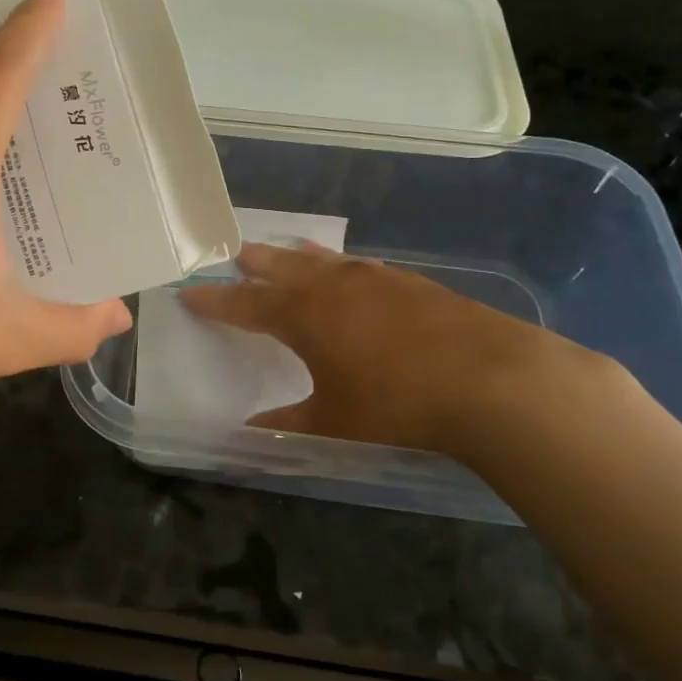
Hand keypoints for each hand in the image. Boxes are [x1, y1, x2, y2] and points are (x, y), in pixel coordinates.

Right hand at [179, 243, 621, 463]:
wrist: (492, 380)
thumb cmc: (397, 403)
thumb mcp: (333, 423)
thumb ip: (287, 423)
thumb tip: (247, 431)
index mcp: (303, 315)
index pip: (244, 304)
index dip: (215, 301)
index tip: (189, 293)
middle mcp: (333, 286)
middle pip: (282, 267)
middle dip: (256, 264)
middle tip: (237, 254)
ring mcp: (375, 279)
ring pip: (324, 260)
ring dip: (299, 257)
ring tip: (286, 249)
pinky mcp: (412, 283)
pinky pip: (361, 266)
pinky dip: (342, 265)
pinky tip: (353, 272)